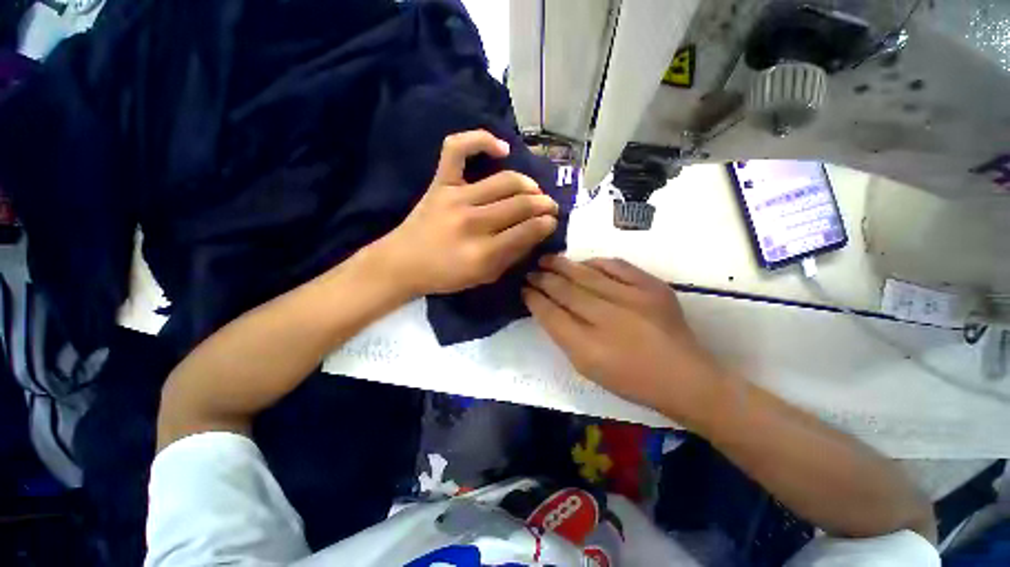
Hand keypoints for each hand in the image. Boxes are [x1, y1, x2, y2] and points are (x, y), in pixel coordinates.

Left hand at [376, 130, 558, 296]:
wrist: (403, 263)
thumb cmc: (446, 276)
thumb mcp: (484, 277)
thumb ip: (512, 256)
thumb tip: (536, 233)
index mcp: (483, 253)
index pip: (527, 231)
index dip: (546, 224)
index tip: (553, 222)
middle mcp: (472, 223)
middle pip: (520, 204)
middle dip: (544, 204)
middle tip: (550, 207)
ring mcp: (455, 198)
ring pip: (504, 181)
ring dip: (528, 184)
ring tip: (534, 191)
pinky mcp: (440, 183)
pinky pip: (458, 148)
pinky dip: (480, 140)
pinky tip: (501, 150)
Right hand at [523, 256, 725, 426]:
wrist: (685, 377)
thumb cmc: (630, 380)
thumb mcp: (589, 368)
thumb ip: (565, 337)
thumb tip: (546, 309)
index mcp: (588, 349)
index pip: (551, 316)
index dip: (534, 299)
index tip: (524, 289)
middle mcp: (608, 320)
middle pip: (565, 292)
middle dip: (543, 279)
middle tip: (530, 271)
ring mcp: (633, 300)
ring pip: (587, 275)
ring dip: (563, 266)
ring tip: (547, 259)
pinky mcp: (652, 287)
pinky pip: (617, 266)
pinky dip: (596, 262)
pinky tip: (583, 262)